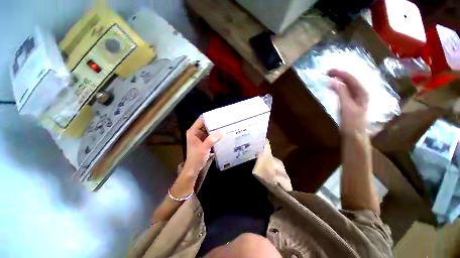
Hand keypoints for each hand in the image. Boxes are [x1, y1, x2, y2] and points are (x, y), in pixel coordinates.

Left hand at [170, 117, 221, 197]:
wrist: (194, 168)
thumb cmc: (196, 158)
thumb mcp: (204, 148)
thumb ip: (211, 139)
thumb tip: (220, 131)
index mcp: (193, 132)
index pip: (201, 120)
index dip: (209, 117)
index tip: (219, 116)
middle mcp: (196, 132)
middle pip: (206, 124)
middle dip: (214, 123)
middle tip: (224, 121)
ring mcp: (200, 137)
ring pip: (209, 129)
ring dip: (215, 129)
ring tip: (224, 126)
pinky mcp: (204, 141)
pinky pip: (210, 135)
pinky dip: (215, 134)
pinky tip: (222, 134)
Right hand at [328, 69, 368, 135]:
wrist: (354, 135)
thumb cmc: (351, 121)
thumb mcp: (346, 106)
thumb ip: (341, 92)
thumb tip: (333, 80)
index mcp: (363, 92)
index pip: (351, 78)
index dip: (341, 73)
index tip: (329, 71)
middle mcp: (361, 93)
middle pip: (351, 80)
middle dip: (340, 75)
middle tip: (327, 73)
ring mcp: (356, 98)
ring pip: (348, 85)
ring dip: (339, 80)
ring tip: (329, 77)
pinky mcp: (351, 102)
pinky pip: (345, 91)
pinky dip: (338, 87)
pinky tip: (333, 87)